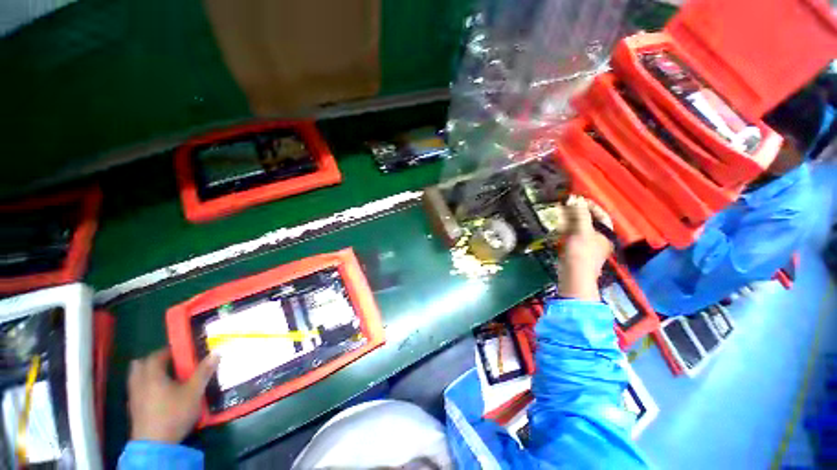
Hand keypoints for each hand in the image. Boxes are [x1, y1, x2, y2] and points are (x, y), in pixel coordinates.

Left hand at [127, 348, 218, 443]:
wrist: (155, 444)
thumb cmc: (174, 413)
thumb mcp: (194, 392)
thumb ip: (203, 372)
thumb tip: (216, 352)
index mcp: (152, 375)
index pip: (156, 355)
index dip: (168, 351)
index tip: (181, 352)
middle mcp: (139, 382)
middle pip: (140, 364)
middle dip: (153, 361)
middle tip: (170, 364)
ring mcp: (134, 396)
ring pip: (136, 378)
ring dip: (148, 374)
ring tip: (165, 378)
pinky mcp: (134, 409)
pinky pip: (137, 390)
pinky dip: (146, 387)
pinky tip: (159, 395)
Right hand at [557, 195, 613, 301]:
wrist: (573, 275)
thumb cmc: (581, 253)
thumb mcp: (582, 231)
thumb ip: (580, 215)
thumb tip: (577, 199)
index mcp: (605, 233)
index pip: (601, 215)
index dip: (590, 205)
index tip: (578, 198)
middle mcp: (598, 237)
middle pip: (589, 220)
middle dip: (577, 212)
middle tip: (565, 204)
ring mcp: (586, 244)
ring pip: (579, 227)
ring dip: (570, 219)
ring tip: (560, 211)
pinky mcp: (575, 249)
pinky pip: (572, 234)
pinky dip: (566, 228)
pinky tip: (558, 224)